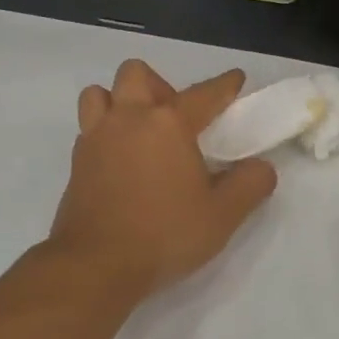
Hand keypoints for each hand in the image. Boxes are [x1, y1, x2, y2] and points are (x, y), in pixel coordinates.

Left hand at [49, 60, 276, 298]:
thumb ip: (250, 185)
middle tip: (175, 119)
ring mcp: (95, 139)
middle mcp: (128, 119)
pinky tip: (121, 161)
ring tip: (139, 132)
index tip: (235, 80)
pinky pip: (88, 129)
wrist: (98, 264)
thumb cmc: (165, 234)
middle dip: (159, 86)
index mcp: (168, 124)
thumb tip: (262, 167)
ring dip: (120, 102)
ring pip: (100, 94)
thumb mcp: (223, 215)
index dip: (224, 85)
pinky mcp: (76, 163)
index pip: (203, 94)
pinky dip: (105, 132)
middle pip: (137, 74)